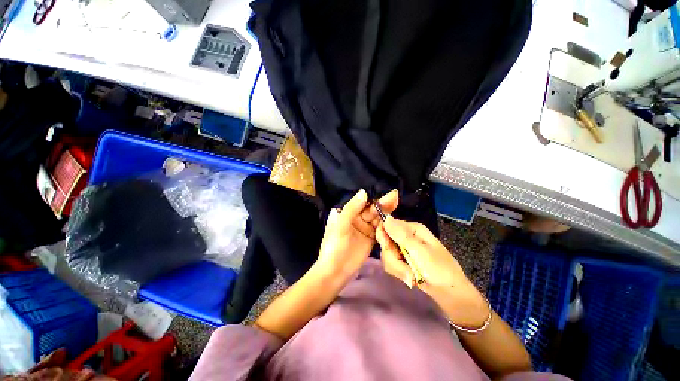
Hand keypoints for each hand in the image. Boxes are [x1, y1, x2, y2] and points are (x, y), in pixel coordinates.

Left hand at [316, 189, 397, 279]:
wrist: (336, 271)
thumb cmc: (335, 246)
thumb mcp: (341, 225)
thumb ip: (352, 209)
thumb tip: (364, 192)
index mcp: (347, 213)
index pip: (362, 203)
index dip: (374, 198)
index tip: (387, 194)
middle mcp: (356, 218)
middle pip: (371, 210)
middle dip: (382, 204)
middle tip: (395, 197)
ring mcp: (364, 228)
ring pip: (376, 218)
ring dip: (385, 213)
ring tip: (396, 204)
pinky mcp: (370, 238)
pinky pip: (379, 229)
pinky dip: (385, 225)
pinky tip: (393, 221)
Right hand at [376, 216, 487, 326]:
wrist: (450, 293)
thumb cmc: (439, 269)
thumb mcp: (420, 251)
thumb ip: (401, 235)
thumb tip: (386, 218)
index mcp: (412, 229)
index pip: (387, 226)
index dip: (384, 238)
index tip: (391, 250)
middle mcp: (406, 236)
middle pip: (386, 242)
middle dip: (393, 258)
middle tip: (406, 268)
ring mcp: (404, 249)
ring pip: (387, 255)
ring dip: (397, 268)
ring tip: (411, 276)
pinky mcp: (403, 260)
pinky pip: (391, 263)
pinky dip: (399, 272)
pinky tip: (410, 278)